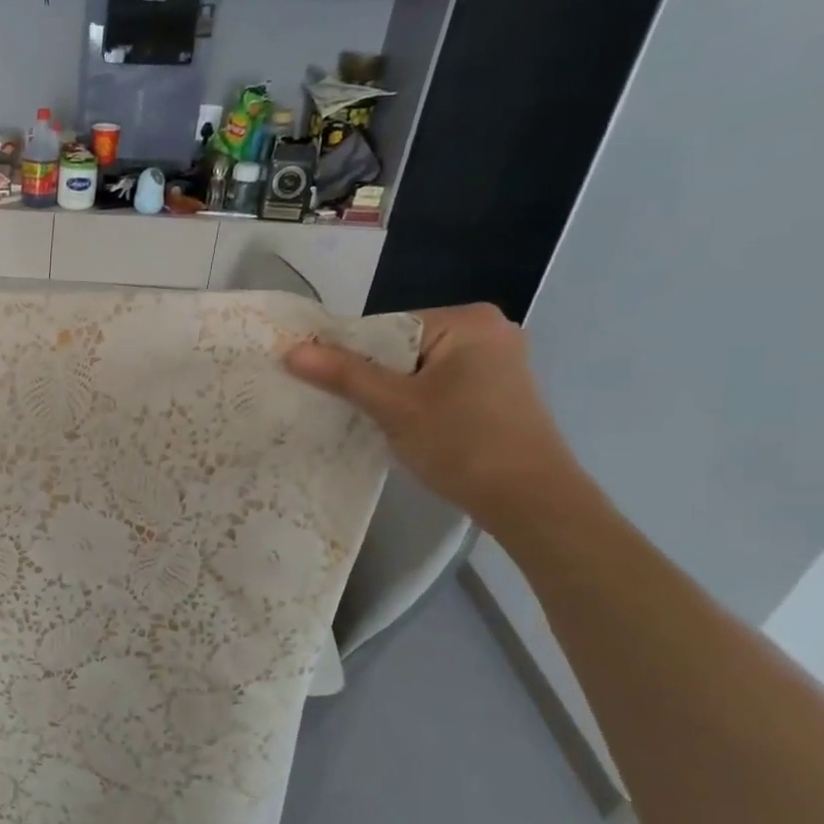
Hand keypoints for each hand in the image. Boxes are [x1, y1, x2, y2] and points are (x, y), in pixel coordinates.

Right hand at [285, 303, 587, 529]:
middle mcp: (488, 331)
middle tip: (341, 408)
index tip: (322, 386)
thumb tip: (292, 350)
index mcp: (467, 321)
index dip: (348, 356)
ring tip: (367, 421)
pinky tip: (402, 428)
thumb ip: (344, 375)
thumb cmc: (464, 445)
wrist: (531, 501)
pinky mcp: (497, 392)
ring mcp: (497, 363)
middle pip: (400, 348)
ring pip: (417, 370)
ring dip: (390, 394)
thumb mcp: (395, 407)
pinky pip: (438, 387)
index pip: (384, 328)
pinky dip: (415, 404)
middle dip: (370, 377)